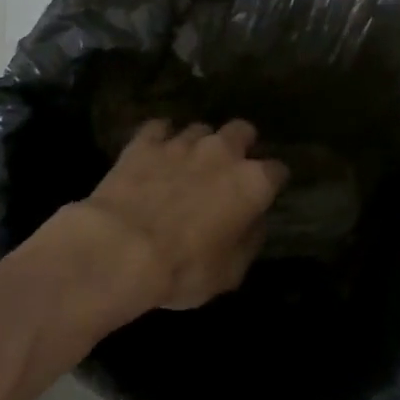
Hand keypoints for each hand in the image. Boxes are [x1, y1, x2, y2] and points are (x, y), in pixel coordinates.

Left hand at [73, 119, 288, 313]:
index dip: (272, 182)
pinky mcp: (144, 142)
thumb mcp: (230, 272)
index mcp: (252, 183)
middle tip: (227, 169)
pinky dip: (159, 138)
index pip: (278, 171)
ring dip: (198, 145)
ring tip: (186, 165)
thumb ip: (248, 240)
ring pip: (200, 129)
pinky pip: (158, 128)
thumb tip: (253, 222)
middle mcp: (222, 153)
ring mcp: (182, 143)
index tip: (264, 194)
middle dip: (240, 145)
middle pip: (242, 130)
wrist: (121, 249)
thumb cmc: (184, 269)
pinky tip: (153, 153)